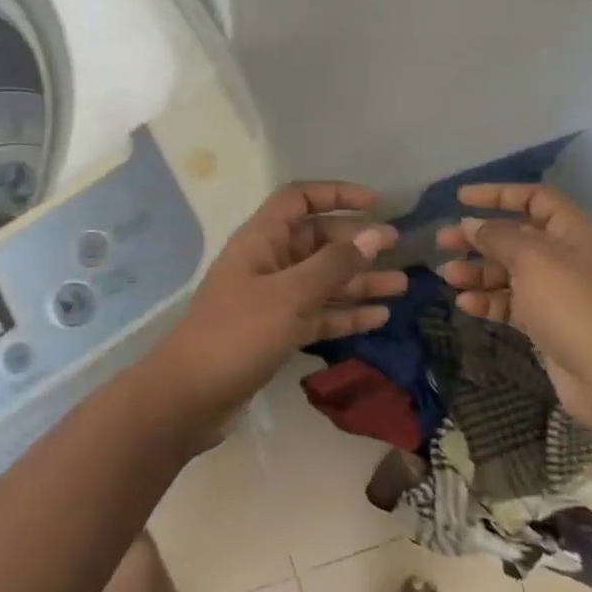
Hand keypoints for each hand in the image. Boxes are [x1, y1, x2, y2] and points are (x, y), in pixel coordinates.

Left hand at [156, 181, 403, 419]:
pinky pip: (317, 314)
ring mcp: (271, 300)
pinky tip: (379, 317)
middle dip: (355, 243)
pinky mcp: (276, 332)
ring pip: (322, 281)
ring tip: (401, 285)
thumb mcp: (289, 296)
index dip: (335, 194)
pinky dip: (345, 314)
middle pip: (316, 241)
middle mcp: (267, 263)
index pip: (298, 200)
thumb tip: (376, 234)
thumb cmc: (237, 335)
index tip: (375, 203)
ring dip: (358, 281)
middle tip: (398, 248)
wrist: (190, 397)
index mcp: (261, 241)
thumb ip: (333, 265)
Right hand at [435, 183, 591, 422]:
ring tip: (447, 276)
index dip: (498, 194)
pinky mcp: (546, 323)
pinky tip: (465, 304)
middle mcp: (565, 258)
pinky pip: (510, 303)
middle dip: (478, 237)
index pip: (535, 199)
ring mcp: (556, 292)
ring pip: (508, 272)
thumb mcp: (531, 259)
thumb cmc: (571, 304)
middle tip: (442, 241)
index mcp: (572, 233)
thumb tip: (470, 225)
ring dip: (477, 271)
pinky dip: (488, 301)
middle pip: (516, 236)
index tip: (461, 199)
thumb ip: (497, 237)